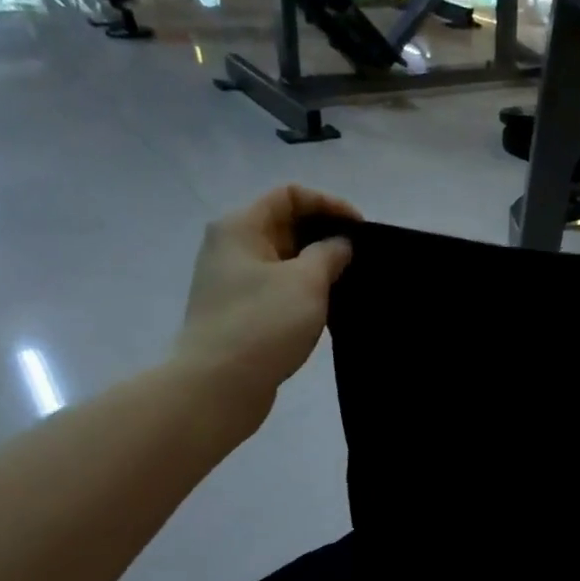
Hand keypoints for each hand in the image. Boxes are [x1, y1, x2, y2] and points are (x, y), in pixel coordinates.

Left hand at [173, 186, 358, 421]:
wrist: (217, 385)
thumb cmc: (263, 323)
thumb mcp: (307, 281)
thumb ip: (330, 253)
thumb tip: (340, 245)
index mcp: (241, 227)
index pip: (290, 195)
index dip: (329, 204)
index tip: (361, 230)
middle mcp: (232, 247)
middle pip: (285, 225)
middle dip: (325, 236)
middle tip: (360, 258)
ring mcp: (233, 282)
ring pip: (284, 260)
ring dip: (317, 267)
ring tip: (350, 283)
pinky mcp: (240, 312)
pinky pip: (279, 288)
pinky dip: (304, 291)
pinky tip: (328, 309)